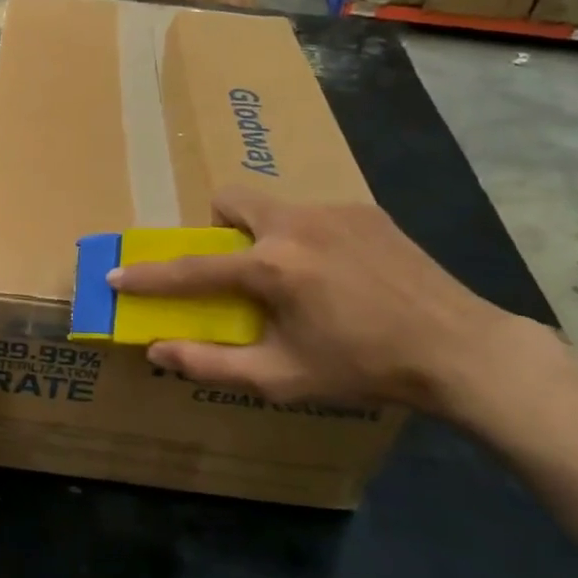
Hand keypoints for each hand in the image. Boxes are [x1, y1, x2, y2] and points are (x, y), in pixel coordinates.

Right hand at [107, 189, 537, 414]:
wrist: (461, 349)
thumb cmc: (364, 367)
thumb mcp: (283, 377)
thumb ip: (212, 363)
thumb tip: (157, 350)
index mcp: (272, 266)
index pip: (192, 268)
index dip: (149, 275)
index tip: (116, 275)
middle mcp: (295, 224)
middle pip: (230, 199)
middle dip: (217, 226)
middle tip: (236, 266)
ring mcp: (333, 210)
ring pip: (274, 206)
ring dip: (265, 234)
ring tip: (296, 276)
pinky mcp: (365, 210)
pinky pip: (314, 214)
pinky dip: (308, 238)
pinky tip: (340, 274)